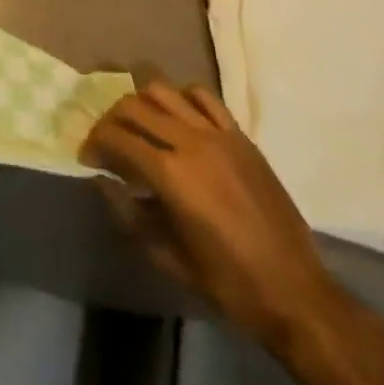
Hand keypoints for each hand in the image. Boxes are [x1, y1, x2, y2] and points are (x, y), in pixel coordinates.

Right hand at [83, 80, 343, 348]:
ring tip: (139, 126)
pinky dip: (181, 98)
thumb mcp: (167, 256)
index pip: (116, 137)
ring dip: (141, 103)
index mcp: (170, 174)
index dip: (94, 143)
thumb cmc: (227, 282)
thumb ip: (128, 214)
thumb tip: (103, 181)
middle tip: (107, 142)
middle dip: (110, 120)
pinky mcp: (240, 137)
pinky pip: (204, 97)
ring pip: (164, 92)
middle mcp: (190, 142)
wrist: (295, 292)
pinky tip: (177, 119)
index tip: (88, 158)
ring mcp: (218, 135)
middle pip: (133, 106)